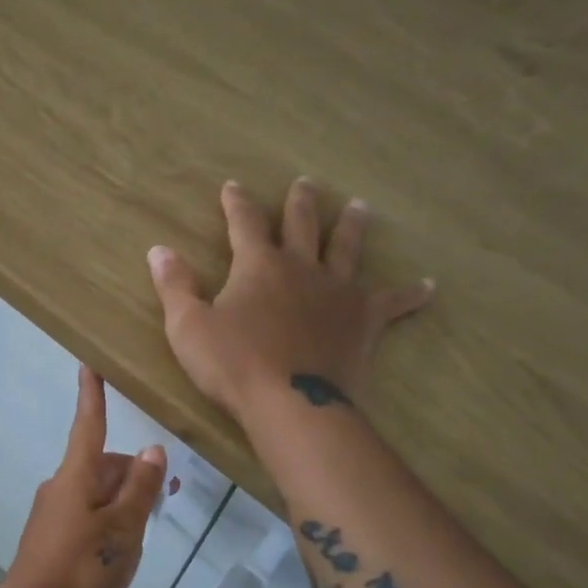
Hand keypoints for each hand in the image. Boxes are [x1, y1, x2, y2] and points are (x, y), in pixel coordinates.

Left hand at [0, 365, 167, 587]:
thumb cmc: (81, 569)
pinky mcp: (52, 537)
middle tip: (168, 496)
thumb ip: (140, 488)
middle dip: (134, 473)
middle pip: (103, 465)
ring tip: (149, 530)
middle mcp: (61, 486)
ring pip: (98, 492)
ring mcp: (54, 513)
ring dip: (125, 500)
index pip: (89, 425)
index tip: (89, 365)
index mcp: (76, 476)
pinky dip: (110, 519)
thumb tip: (152, 449)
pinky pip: (88, 514)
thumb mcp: (123, 529)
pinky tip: (123, 549)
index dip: (93, 396)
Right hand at [147, 179, 432, 423]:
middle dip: (301, 203)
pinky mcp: (364, 321)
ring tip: (361, 206)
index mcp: (258, 265)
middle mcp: (301, 267)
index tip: (232, 186)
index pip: (245, 222)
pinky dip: (410, 294)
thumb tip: (158, 250)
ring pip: (348, 249)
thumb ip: (175, 285)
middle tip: (306, 183)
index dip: (237, 203)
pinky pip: (392, 302)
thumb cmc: (233, 365)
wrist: (291, 404)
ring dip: (352, 226)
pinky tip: (429, 286)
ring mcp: (337, 292)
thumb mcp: (188, 326)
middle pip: (303, 224)